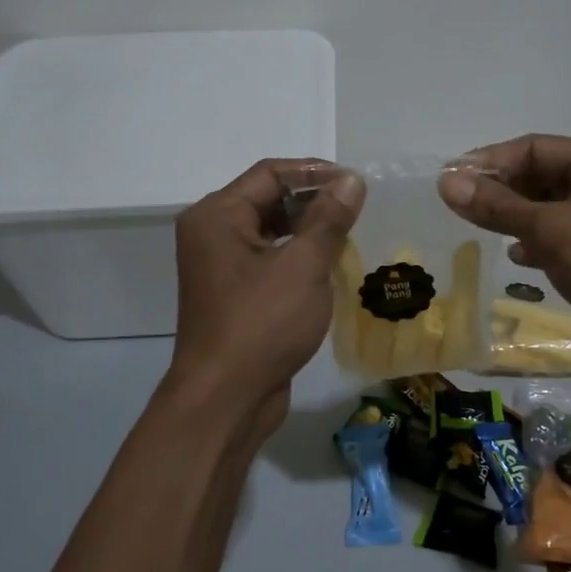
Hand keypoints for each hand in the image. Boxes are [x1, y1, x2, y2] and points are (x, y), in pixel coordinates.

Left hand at [167, 159, 364, 433]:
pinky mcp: (235, 297)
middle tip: (358, 210)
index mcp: (217, 216)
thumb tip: (351, 180)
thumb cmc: (262, 324)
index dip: (315, 173)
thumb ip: (329, 219)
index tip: (356, 184)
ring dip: (309, 231)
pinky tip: (331, 268)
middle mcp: (212, 235)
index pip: (270, 174)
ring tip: (350, 236)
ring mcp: (221, 269)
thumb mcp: (303, 266)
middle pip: (267, 200)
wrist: (226, 398)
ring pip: (271, 233)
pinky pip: (270, 263)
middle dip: (314, 202)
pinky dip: (298, 259)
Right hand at [439, 135, 570, 360]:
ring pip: (548, 208)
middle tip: (460, 205)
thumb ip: (499, 206)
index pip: (535, 148)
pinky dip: (537, 242)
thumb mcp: (552, 229)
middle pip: (541, 176)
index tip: (450, 178)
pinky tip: (517, 256)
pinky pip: (560, 235)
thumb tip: (446, 182)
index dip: (491, 162)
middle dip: (502, 191)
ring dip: (516, 218)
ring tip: (480, 228)